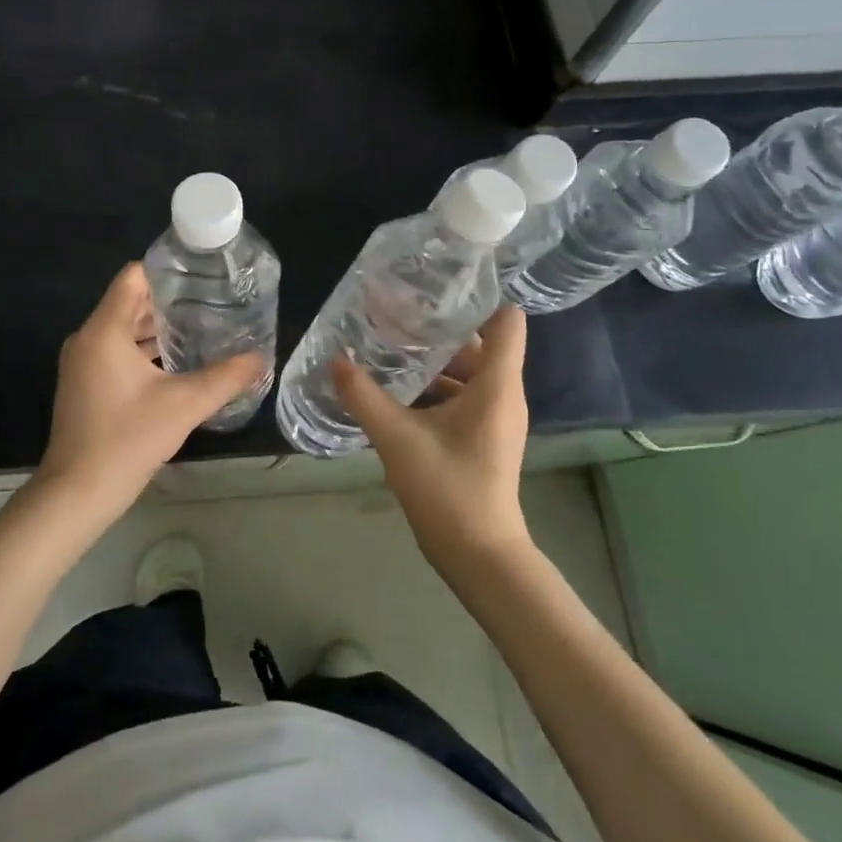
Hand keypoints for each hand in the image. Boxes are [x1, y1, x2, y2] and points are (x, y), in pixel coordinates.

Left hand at [35, 263, 267, 530]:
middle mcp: (88, 338)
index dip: (166, 271)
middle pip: (130, 302)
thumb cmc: (127, 439)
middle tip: (211, 303)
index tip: (201, 276)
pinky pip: (115, 351)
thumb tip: (260, 358)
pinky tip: (175, 364)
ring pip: (123, 329)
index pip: (133, 277)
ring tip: (200, 329)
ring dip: (157, 328)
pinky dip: (143, 350)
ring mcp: (82, 362)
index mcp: (105, 330)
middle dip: (170, 301)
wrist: (77, 492)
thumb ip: (225, 378)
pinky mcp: (84, 383)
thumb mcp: (184, 405)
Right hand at [332, 305, 532, 574]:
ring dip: (435, 358)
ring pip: (469, 371)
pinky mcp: (483, 437)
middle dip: (441, 326)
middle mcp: (503, 395)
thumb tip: (335, 360)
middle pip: (481, 343)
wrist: (479, 556)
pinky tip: (399, 387)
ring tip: (392, 343)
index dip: (478, 297)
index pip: (506, 321)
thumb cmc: (448, 490)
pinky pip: (464, 395)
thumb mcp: (397, 438)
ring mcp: (495, 418)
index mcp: (496, 385)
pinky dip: (437, 385)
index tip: (438, 286)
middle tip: (398, 311)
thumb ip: (364, 396)